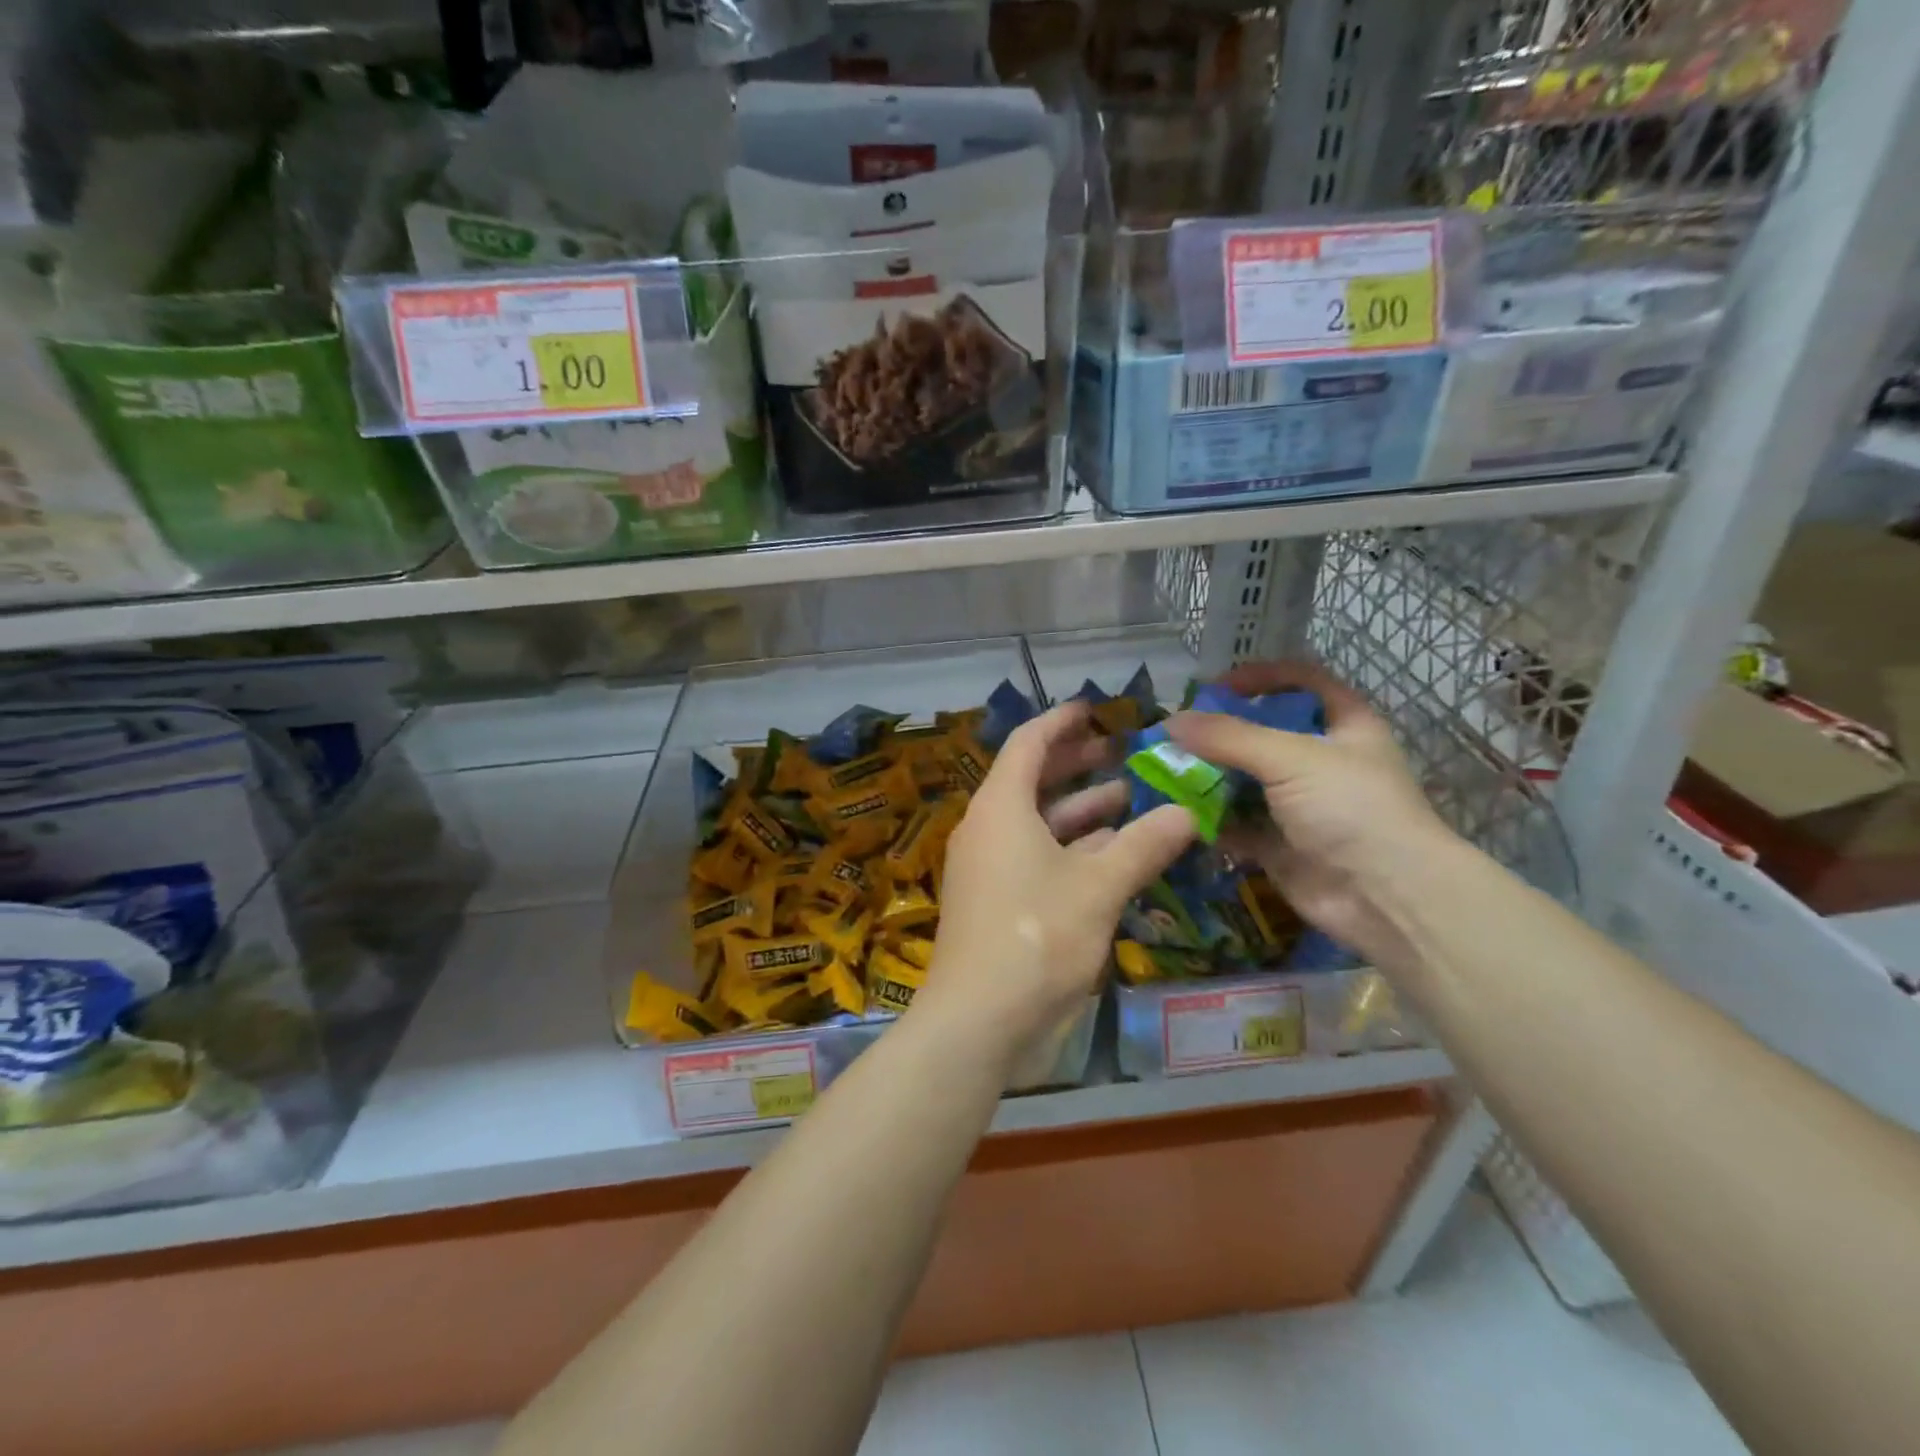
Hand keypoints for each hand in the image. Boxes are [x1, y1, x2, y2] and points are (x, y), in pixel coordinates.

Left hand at [918, 702, 1195, 1074]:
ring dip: (1080, 810)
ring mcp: (988, 867)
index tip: (1092, 709)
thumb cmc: (1036, 937)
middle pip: (1031, 780)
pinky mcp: (996, 901)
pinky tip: (1111, 854)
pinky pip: (1035, 856)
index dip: (1060, 722)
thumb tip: (1187, 812)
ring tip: (1129, 798)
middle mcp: (988, 828)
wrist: (978, 1019)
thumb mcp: (1098, 887)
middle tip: (1119, 752)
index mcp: (1001, 807)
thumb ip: (1144, 846)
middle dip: (1075, 764)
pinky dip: (1071, 848)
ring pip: (1037, 822)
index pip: (1028, 744)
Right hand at [1167, 661, 1460, 974]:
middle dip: (1219, 732)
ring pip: (1244, 780)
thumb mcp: (1291, 758)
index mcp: (1344, 726)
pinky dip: (1208, 818)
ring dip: (1207, 775)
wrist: (1384, 896)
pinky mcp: (1279, 844)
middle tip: (1175, 733)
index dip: (1262, 677)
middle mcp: (1321, 762)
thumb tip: (1170, 721)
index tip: (1216, 686)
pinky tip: (1176, 811)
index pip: (1303, 682)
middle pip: (1263, 733)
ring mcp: (1299, 805)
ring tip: (1164, 769)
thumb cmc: (1351, 807)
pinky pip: (1235, 823)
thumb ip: (1229, 737)